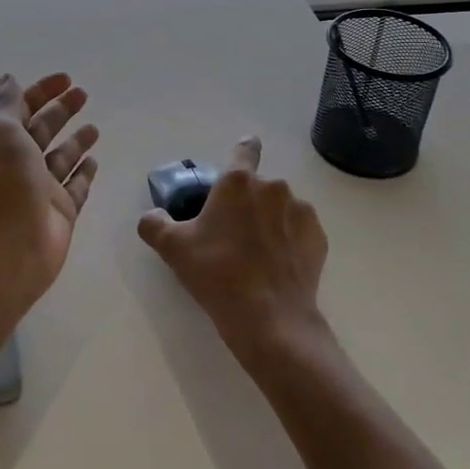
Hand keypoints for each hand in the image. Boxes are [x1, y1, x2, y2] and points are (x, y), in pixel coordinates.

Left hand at [0, 73, 99, 316]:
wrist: (9, 248)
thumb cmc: (3, 183)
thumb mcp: (1, 132)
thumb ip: (9, 105)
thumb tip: (8, 79)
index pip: (22, 109)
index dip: (42, 92)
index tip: (66, 78)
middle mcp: (18, 165)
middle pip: (42, 131)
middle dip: (61, 111)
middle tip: (84, 94)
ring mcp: (40, 191)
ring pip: (61, 158)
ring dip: (75, 141)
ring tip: (94, 127)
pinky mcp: (61, 212)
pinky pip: (75, 186)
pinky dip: (84, 172)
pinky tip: (95, 160)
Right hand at [137, 137, 329, 369]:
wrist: (269, 318)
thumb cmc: (217, 274)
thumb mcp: (173, 249)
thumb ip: (154, 224)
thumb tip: (151, 216)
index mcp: (238, 182)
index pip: (245, 150)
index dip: (244, 151)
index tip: (242, 159)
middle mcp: (273, 187)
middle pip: (259, 187)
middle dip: (248, 204)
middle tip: (233, 236)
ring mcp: (300, 211)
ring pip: (281, 209)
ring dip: (270, 222)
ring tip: (257, 256)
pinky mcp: (318, 237)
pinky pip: (299, 231)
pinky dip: (290, 242)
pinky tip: (278, 266)